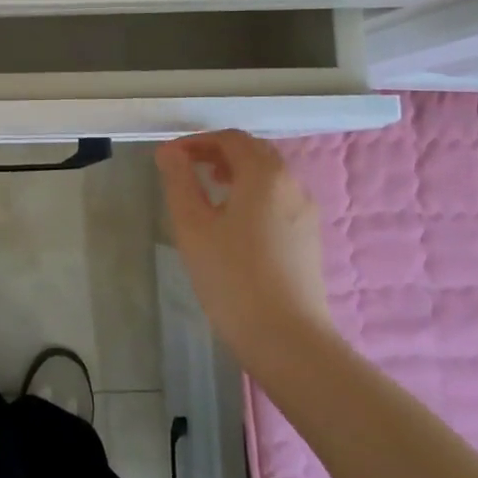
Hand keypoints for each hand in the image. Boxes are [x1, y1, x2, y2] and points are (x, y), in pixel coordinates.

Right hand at [155, 131, 334, 359]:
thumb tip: (169, 151)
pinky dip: (253, 193)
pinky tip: (233, 221)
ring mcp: (306, 211)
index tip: (170, 158)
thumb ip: (179, 181)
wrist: (286, 338)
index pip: (231, 139)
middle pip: (254, 152)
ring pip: (269, 176)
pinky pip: (278, 198)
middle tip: (187, 168)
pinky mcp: (309, 237)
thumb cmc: (232, 277)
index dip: (198, 141)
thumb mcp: (192, 225)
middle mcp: (292, 184)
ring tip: (208, 191)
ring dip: (237, 172)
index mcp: (264, 175)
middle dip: (218, 153)